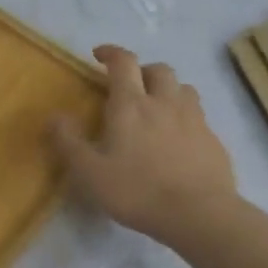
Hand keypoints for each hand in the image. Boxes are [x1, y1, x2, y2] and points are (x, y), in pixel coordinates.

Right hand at [51, 46, 237, 244]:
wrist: (199, 215)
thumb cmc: (137, 190)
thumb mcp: (89, 171)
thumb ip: (68, 141)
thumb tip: (53, 116)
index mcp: (131, 104)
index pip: (123, 62)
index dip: (111, 52)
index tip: (99, 55)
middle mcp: (165, 102)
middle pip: (158, 69)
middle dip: (142, 70)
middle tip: (130, 86)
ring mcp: (194, 120)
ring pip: (184, 89)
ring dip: (168, 90)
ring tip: (157, 108)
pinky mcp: (214, 140)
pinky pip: (199, 117)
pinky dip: (185, 117)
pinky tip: (178, 140)